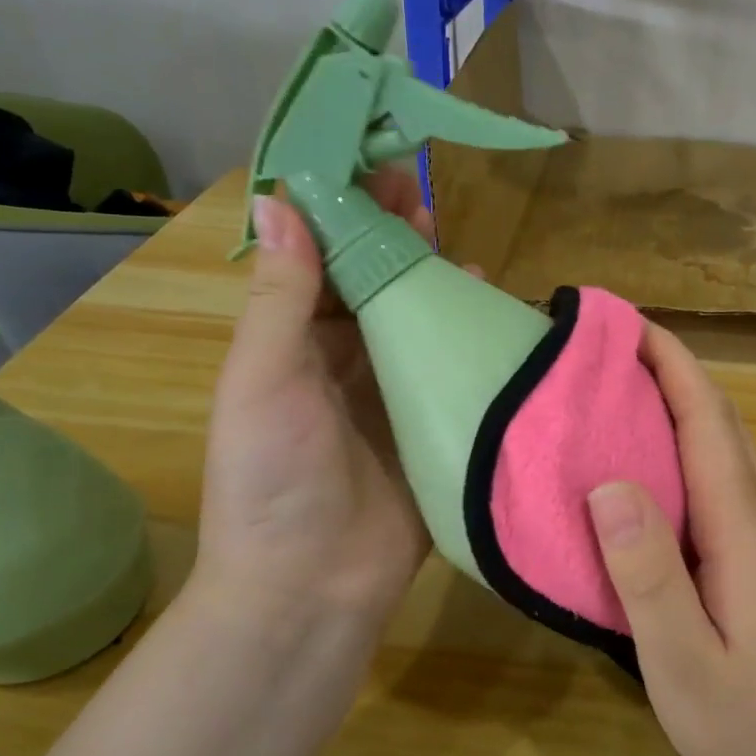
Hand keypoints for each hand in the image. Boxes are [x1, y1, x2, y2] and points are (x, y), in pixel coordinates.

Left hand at [192, 169, 431, 627]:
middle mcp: (343, 362)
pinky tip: (490, 307)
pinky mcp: (433, 425)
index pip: (321, 262)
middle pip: (373, 286)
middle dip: (394, 240)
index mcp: (292, 346)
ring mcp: (392, 395)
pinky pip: (452, 370)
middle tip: (424, 196)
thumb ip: (283, 296)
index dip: (343, 216)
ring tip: (458, 245)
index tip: (371, 169)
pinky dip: (467, 337)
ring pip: (416, 322)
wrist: (312, 587)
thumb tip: (279, 201)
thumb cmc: (273, 477)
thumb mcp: (264, 379)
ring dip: (434, 282)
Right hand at [586, 323, 755, 755]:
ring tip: (621, 383)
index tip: (622, 321)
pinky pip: (722, 469)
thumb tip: (608, 483)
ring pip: (724, 440)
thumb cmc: (750, 722)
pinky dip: (687, 437)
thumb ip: (648, 574)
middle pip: (719, 416)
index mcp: (743, 524)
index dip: (669, 362)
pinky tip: (651, 455)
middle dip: (670, 366)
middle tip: (607, 343)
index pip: (706, 418)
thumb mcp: (685, 661)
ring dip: (680, 397)